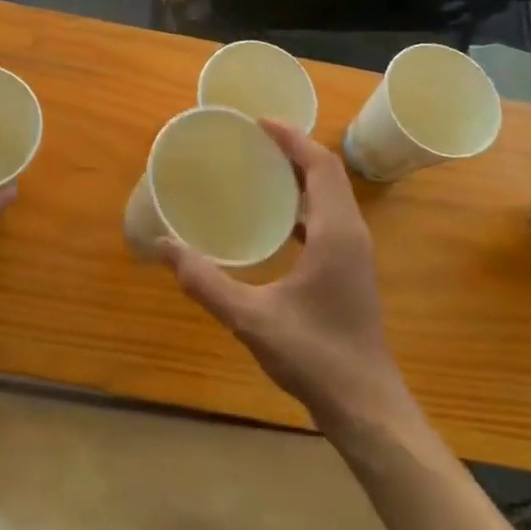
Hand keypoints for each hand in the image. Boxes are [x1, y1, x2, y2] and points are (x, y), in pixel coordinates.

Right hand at [163, 120, 409, 427]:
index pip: (320, 164)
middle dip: (293, 149)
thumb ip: (206, 282)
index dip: (291, 138)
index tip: (258, 123)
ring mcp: (355, 252)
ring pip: (331, 195)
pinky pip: (329, 217)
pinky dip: (304, 203)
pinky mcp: (351, 269)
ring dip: (300, 175)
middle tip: (252, 141)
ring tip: (260, 169)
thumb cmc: (314, 356)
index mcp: (336, 232)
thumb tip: (165, 248)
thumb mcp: (252, 318)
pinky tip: (275, 220)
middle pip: (327, 173)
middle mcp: (351, 232)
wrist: (366, 406)